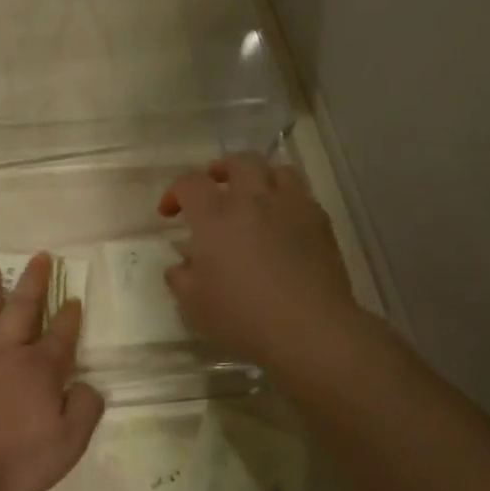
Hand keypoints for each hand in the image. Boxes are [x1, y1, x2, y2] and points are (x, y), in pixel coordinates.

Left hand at [0, 254, 104, 490]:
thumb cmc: (8, 462)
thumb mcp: (65, 448)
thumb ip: (84, 412)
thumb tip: (88, 386)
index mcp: (38, 370)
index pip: (60, 335)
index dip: (69, 316)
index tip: (73, 297)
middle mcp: (3, 350)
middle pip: (22, 307)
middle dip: (34, 281)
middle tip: (40, 257)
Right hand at [158, 156, 358, 373]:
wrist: (309, 328)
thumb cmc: (243, 317)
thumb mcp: (194, 306)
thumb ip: (180, 279)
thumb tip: (181, 266)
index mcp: (215, 217)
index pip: (190, 184)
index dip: (174, 192)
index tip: (169, 214)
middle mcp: (253, 201)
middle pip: (238, 162)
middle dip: (220, 170)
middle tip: (213, 187)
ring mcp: (291, 207)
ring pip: (276, 170)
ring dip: (260, 177)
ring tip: (253, 197)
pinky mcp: (320, 222)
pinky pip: (302, 195)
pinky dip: (286, 200)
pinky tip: (283, 223)